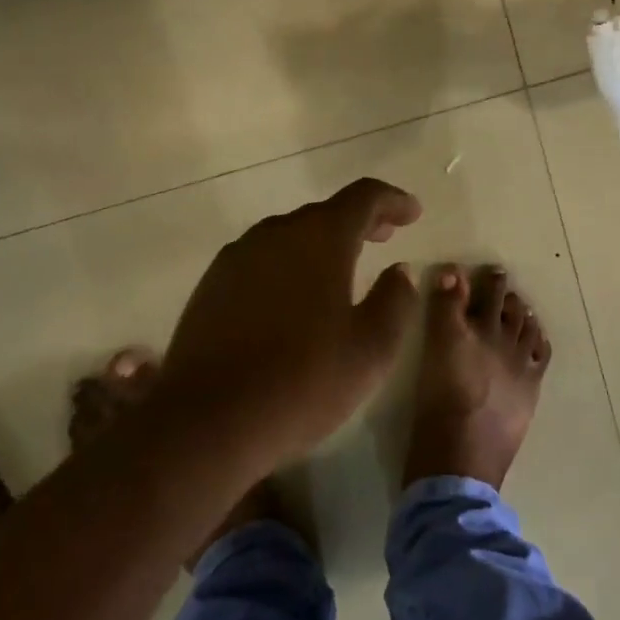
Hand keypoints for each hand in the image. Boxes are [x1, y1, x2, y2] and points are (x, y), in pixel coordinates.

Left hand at [154, 177, 422, 474]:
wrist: (206, 422)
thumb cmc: (303, 381)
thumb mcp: (371, 348)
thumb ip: (395, 300)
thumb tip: (400, 271)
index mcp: (321, 237)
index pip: (364, 197)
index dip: (393, 200)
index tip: (413, 213)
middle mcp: (278, 232)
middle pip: (326, 212)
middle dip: (360, 221)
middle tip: (385, 235)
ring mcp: (239, 256)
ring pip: (291, 235)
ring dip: (322, 243)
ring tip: (342, 268)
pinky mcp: (212, 284)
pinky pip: (263, 259)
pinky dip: (289, 263)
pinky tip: (294, 297)